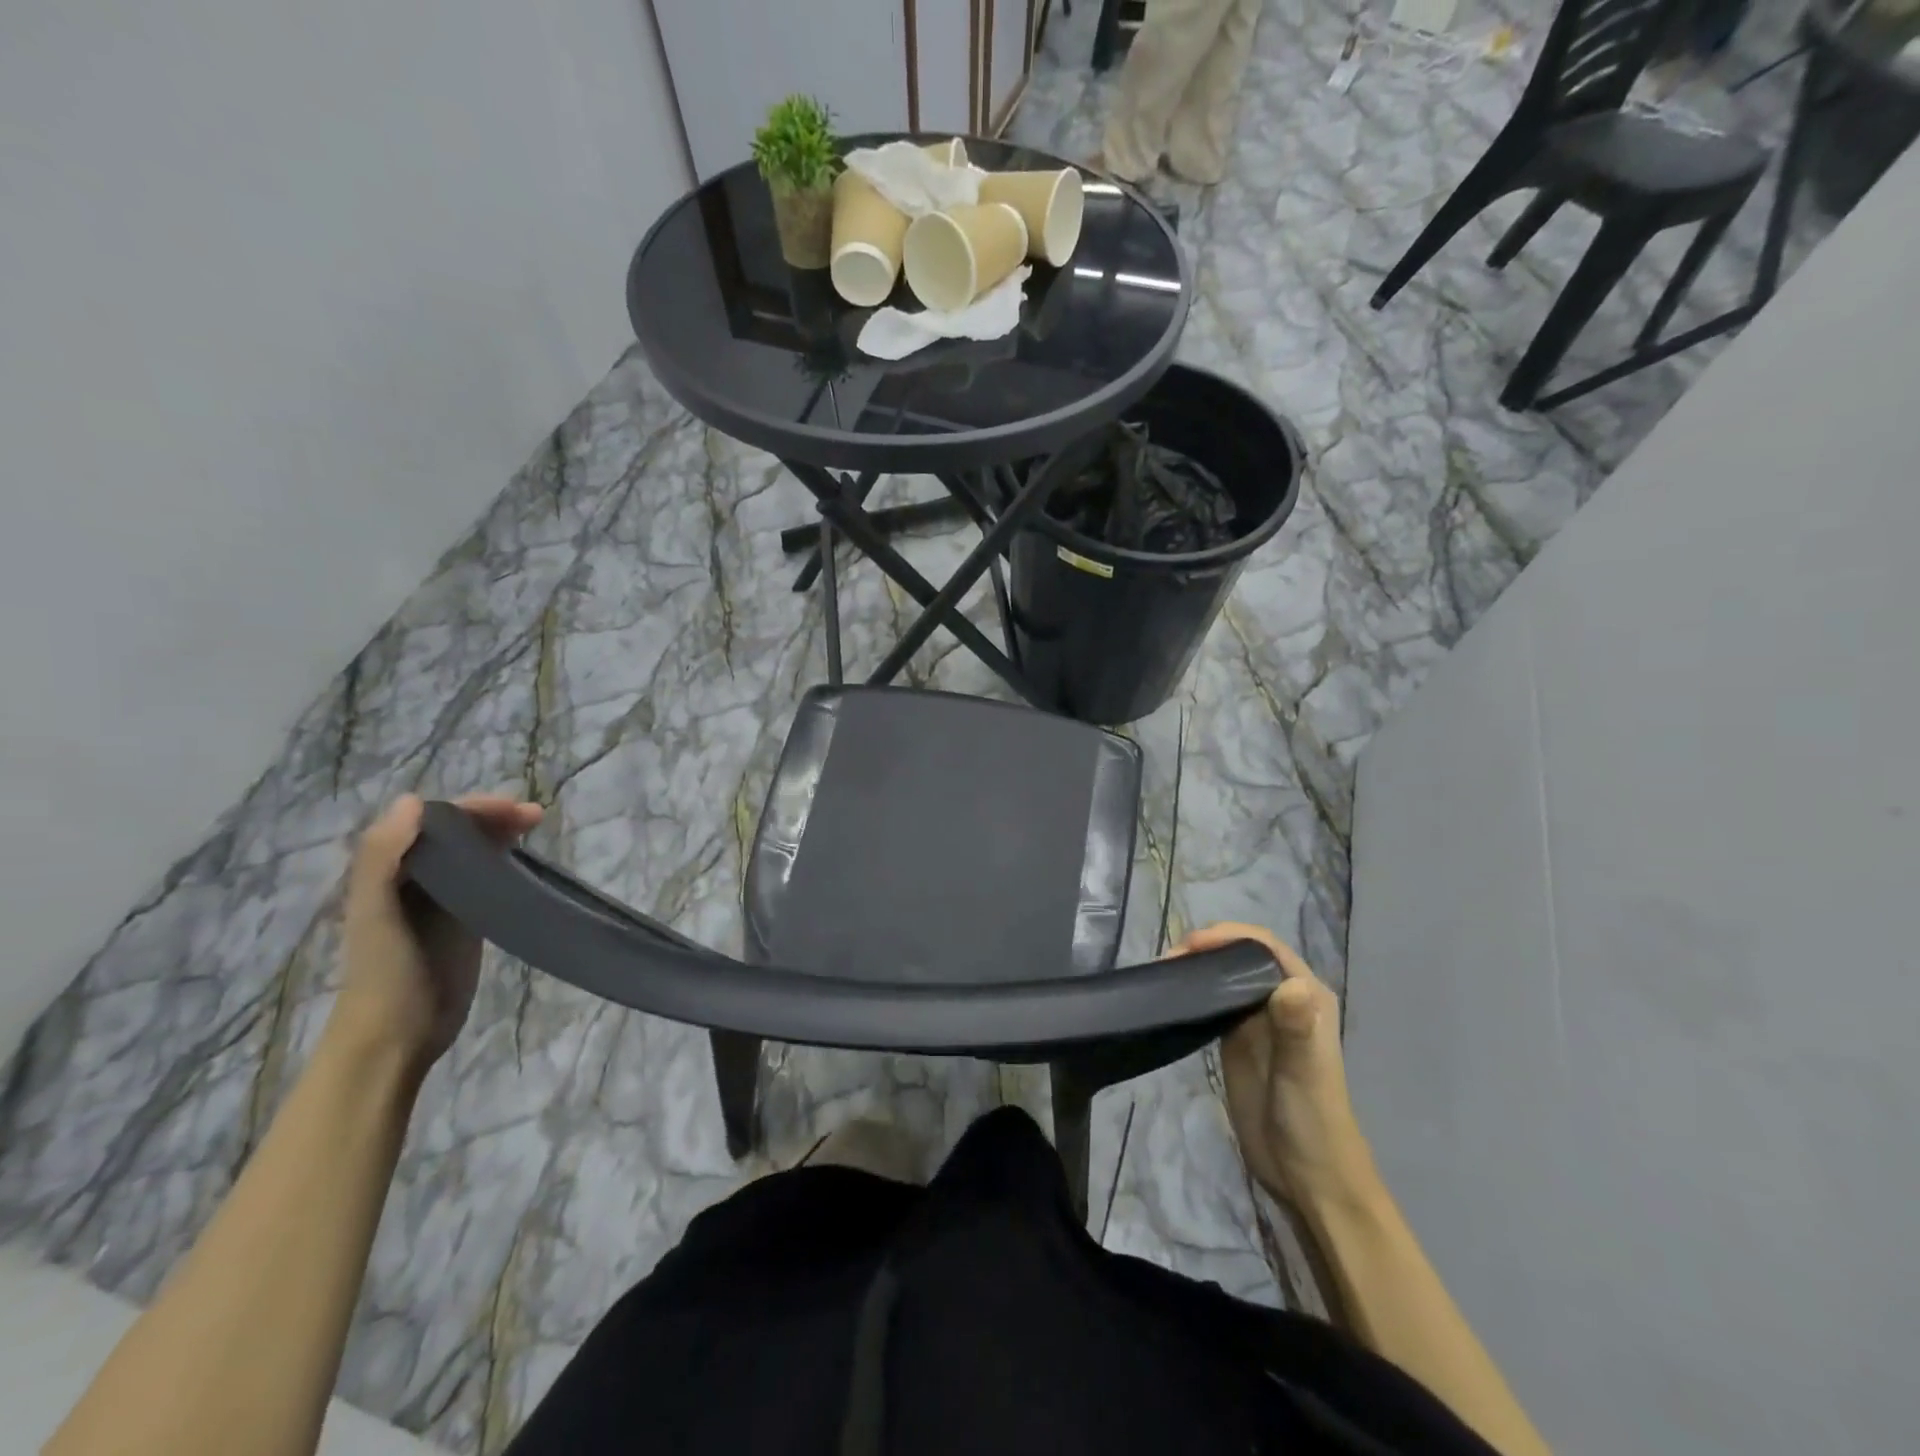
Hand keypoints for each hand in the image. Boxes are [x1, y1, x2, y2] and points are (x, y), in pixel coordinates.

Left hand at [330, 793, 542, 1074]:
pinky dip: (506, 862)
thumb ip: (382, 858)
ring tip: (536, 828)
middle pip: (456, 832)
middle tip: (536, 816)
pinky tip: (527, 863)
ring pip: (474, 852)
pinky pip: (487, 879)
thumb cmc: (384, 975)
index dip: (471, 808)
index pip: (432, 821)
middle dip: (492, 816)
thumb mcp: (375, 915)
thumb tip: (414, 800)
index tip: (513, 808)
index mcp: (388, 871)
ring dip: (502, 834)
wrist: (396, 1036)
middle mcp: (414, 879)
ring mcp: (442, 901)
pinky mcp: (467, 922)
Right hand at [1177, 922, 1375, 1211]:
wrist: (1306, 1176)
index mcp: (1306, 995)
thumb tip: (1291, 984)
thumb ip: (1297, 1029)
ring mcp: (1258, 1018)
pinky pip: (1214, 1001)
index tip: (1191, 945)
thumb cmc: (1313, 1121)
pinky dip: (1193, 991)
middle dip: (1206, 947)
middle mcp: (1282, 998)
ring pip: (1225, 975)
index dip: (1228, 936)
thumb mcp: (1304, 1073)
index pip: (1264, 947)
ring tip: (1163, 972)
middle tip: (1168, 960)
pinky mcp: (1238, 1039)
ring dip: (1196, 966)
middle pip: (1241, 955)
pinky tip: (1171, 994)